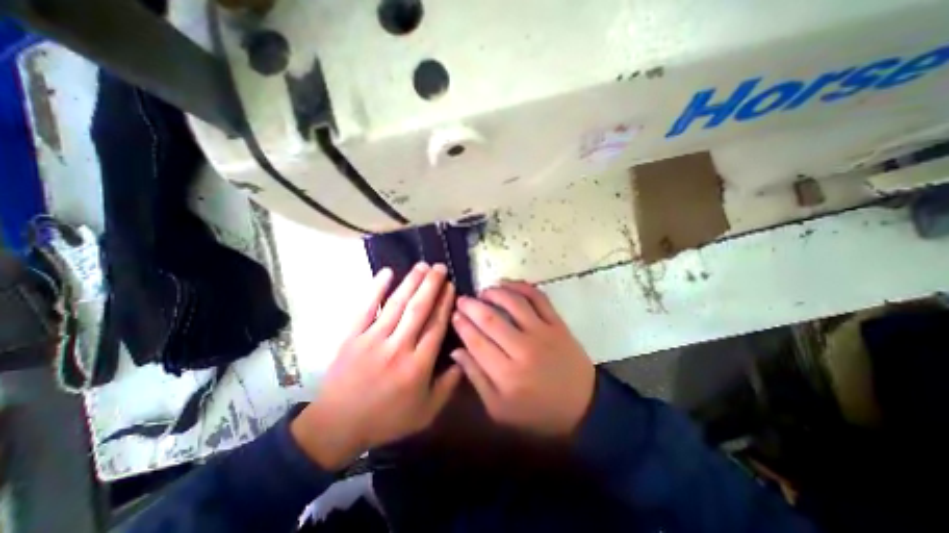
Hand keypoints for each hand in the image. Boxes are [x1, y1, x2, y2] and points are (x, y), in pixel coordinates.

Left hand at [294, 264, 464, 468]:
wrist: (337, 426)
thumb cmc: (387, 418)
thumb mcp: (426, 412)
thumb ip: (448, 385)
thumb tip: (463, 357)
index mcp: (418, 365)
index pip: (436, 326)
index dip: (445, 303)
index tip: (451, 286)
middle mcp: (398, 348)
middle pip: (418, 309)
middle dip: (431, 285)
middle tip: (440, 267)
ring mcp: (373, 340)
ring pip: (396, 304)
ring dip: (411, 282)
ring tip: (422, 265)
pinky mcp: (352, 336)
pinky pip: (366, 308)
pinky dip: (376, 288)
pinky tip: (387, 272)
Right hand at [449, 281, 590, 439]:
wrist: (583, 407)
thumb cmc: (536, 412)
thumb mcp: (499, 409)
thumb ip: (476, 378)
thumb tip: (456, 351)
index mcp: (506, 375)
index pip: (476, 341)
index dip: (462, 325)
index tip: (454, 314)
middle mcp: (523, 350)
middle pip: (491, 319)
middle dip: (471, 306)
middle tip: (462, 300)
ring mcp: (543, 333)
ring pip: (514, 303)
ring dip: (495, 293)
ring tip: (483, 291)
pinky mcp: (558, 324)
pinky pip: (538, 298)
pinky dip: (522, 286)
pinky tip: (508, 284)